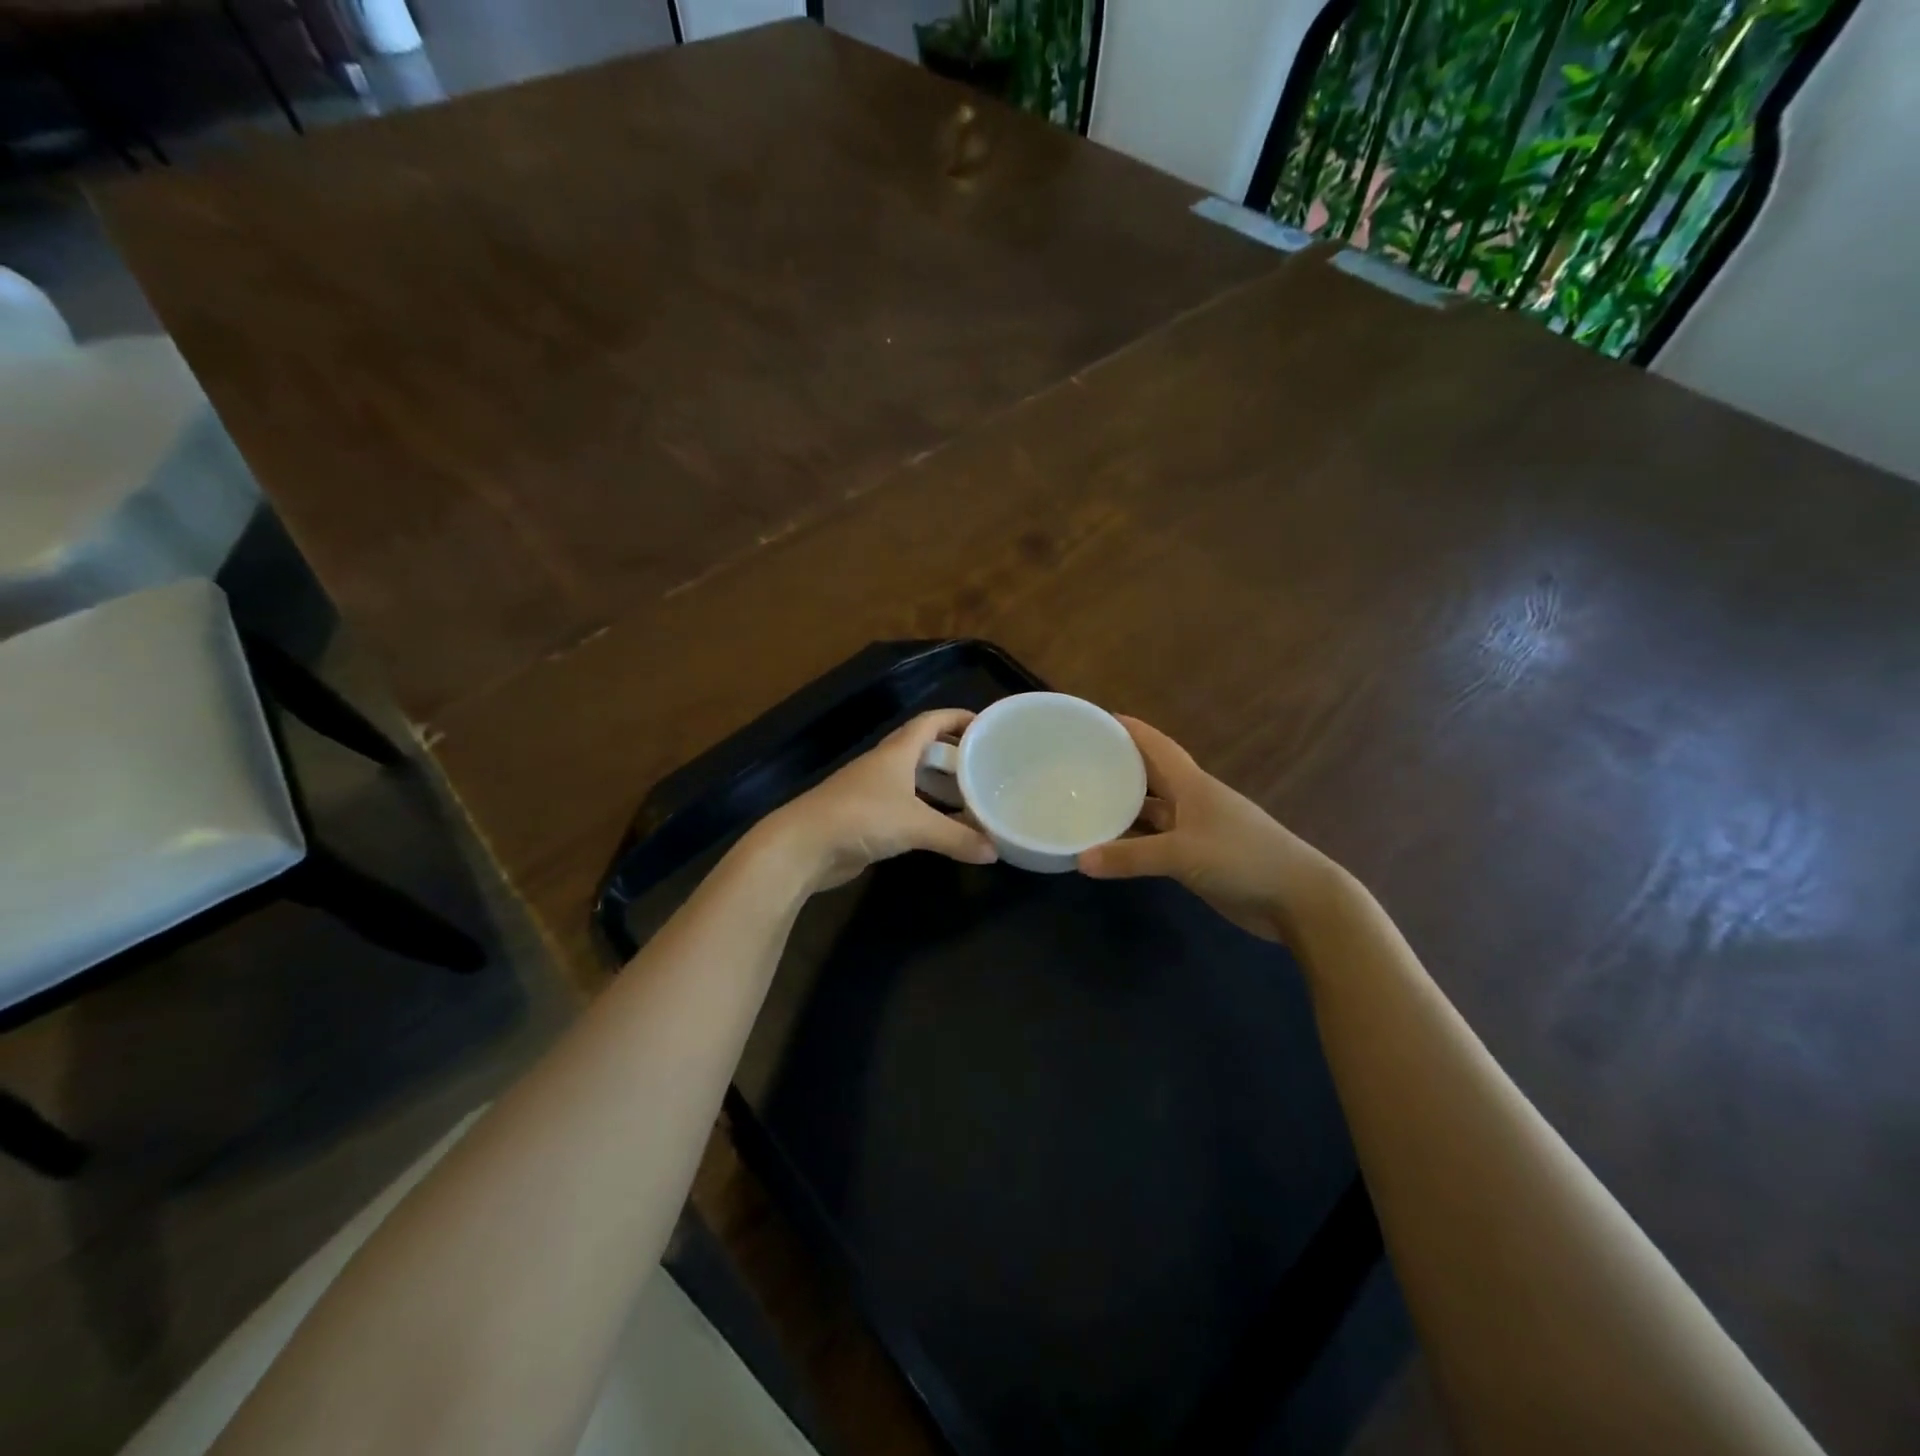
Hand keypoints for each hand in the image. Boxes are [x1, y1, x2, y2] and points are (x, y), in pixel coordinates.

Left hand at [758, 708, 997, 894]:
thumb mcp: (915, 825)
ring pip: (914, 780)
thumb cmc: (861, 818)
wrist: (804, 846)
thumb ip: (957, 837)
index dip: (957, 718)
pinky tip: (943, 827)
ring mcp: (873, 792)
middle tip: (984, 766)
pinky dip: (926, 812)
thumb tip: (995, 852)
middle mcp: (885, 765)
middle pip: (923, 749)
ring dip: (940, 785)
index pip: (931, 721)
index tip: (986, 725)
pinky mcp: (866, 818)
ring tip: (972, 797)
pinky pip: (905, 807)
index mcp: (896, 752)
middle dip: (953, 753)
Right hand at [1078, 717, 1341, 943]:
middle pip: (1148, 775)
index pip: (1154, 745)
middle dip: (1117, 766)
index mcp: (1191, 784)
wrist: (1297, 898)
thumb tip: (1079, 860)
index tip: (1094, 719)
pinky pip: (1155, 841)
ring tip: (1082, 803)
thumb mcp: (1182, 854)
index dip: (1127, 729)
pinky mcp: (1196, 857)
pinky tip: (1107, 847)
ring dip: (1122, 807)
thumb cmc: (1242, 857)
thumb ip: (1130, 856)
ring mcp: (1194, 830)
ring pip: (1150, 811)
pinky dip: (1132, 842)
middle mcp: (1190, 800)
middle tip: (1075, 763)